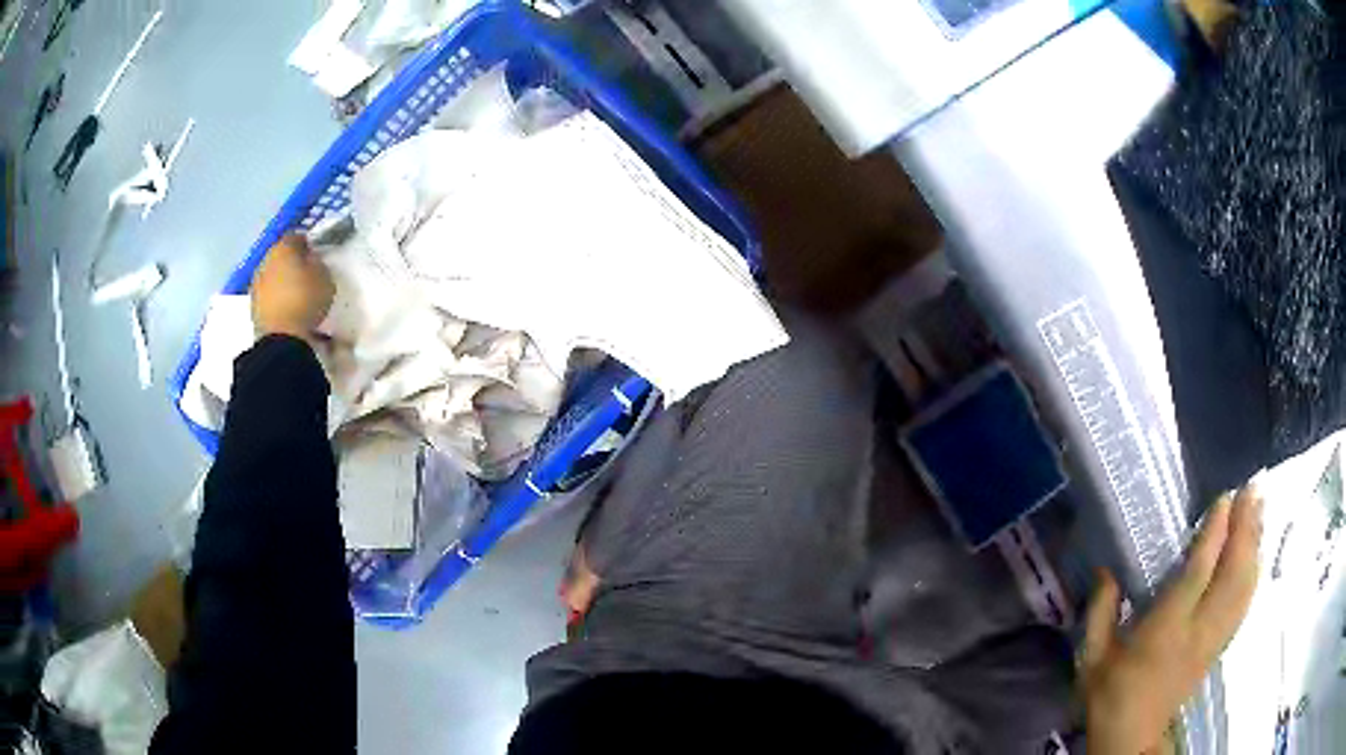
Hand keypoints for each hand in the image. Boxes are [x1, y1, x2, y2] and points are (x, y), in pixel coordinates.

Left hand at [251, 233, 333, 340]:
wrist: (281, 339)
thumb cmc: (305, 300)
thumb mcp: (325, 277)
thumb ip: (317, 263)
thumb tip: (310, 260)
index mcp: (283, 247)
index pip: (296, 236)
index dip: (307, 244)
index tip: (315, 254)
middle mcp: (265, 261)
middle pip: (280, 256)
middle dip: (291, 263)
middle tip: (306, 274)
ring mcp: (256, 285)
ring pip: (272, 276)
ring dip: (282, 282)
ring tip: (296, 295)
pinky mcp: (253, 307)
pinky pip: (269, 296)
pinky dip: (277, 299)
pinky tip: (287, 309)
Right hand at [1083, 486, 1262, 754]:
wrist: (1131, 739)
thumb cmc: (1109, 696)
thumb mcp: (1092, 659)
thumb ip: (1100, 613)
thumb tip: (1106, 569)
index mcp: (1164, 631)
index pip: (1198, 574)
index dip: (1215, 534)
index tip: (1225, 498)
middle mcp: (1196, 631)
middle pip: (1231, 575)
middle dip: (1245, 529)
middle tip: (1252, 490)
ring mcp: (1212, 640)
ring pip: (1242, 587)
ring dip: (1254, 545)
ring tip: (1260, 509)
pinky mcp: (1218, 647)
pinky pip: (1242, 605)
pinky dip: (1253, 574)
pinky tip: (1257, 553)